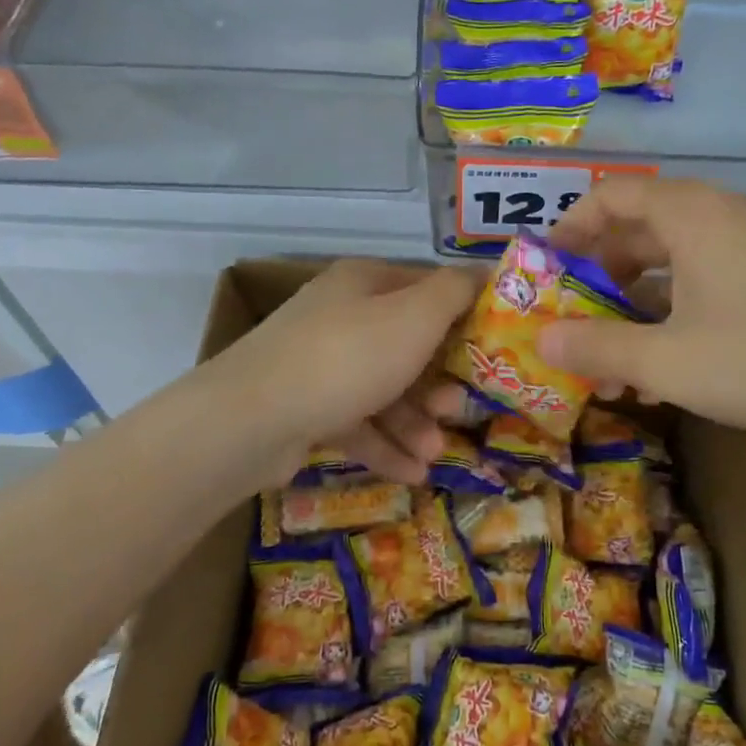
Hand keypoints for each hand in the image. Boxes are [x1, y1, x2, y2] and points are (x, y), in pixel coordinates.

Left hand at [215, 259, 481, 484]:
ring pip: (383, 390)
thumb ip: (454, 292)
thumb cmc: (346, 358)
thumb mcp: (414, 317)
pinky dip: (385, 446)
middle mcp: (341, 317)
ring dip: (415, 423)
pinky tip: (412, 474)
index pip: (426, 289)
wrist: (251, 420)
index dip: (464, 316)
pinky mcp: (306, 407)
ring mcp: (319, 364)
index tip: (494, 350)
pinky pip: (357, 423)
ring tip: (433, 455)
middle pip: (406, 346)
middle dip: (438, 383)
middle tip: (458, 410)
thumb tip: (484, 271)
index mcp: (365, 284)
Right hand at [536, 177, 745, 434]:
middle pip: (638, 227)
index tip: (546, 267)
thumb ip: (596, 348)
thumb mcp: (666, 361)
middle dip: (598, 273)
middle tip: (573, 316)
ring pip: (671, 258)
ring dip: (634, 300)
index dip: (570, 227)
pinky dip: (672, 307)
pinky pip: (703, 276)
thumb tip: (540, 339)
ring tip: (613, 352)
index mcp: (688, 215)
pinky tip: (664, 359)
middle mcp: (718, 214)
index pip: (610, 195)